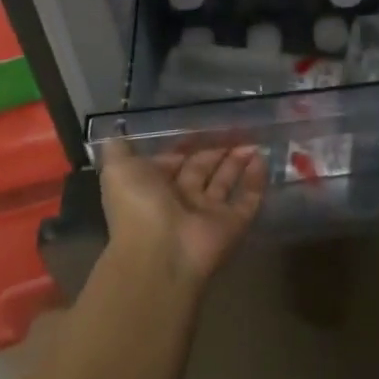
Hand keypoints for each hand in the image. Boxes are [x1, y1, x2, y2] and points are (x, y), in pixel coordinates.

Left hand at [100, 139, 267, 289]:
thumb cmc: (138, 206)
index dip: (186, 145)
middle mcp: (181, 201)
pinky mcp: (232, 225)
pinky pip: (247, 200)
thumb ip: (118, 149)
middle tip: (236, 127)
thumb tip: (116, 131)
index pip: (173, 161)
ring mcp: (208, 215)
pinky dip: (256, 181)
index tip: (203, 125)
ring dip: (238, 161)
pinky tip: (262, 158)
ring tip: (253, 139)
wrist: (160, 253)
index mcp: (154, 188)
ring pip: (226, 182)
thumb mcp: (118, 170)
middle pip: (203, 170)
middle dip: (217, 150)